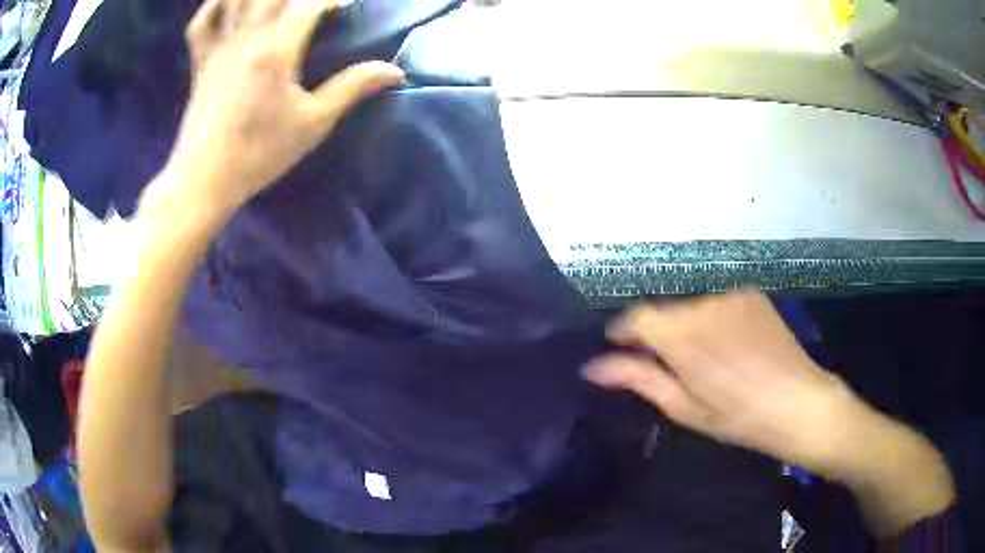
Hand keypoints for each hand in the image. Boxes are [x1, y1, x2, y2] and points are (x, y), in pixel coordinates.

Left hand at [163, 0, 403, 217]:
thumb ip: (352, 88)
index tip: (344, 8)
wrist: (204, 179)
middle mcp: (247, 36)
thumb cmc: (259, 153)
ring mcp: (219, 46)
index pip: (309, 3)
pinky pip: (202, 20)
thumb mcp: (313, 123)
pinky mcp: (200, 60)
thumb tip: (395, 70)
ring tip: (277, 4)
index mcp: (277, 49)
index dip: (332, 0)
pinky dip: (216, 5)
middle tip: (309, 5)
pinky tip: (231, 5)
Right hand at [585, 291, 955, 536]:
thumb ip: (640, 379)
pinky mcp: (750, 295)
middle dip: (657, 336)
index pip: (636, 317)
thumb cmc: (740, 417)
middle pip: (664, 311)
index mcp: (686, 335)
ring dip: (685, 329)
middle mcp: (707, 303)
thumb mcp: (686, 408)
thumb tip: (593, 367)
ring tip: (703, 362)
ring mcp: (732, 295)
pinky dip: (710, 321)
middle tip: (669, 369)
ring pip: (690, 307)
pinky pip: (715, 303)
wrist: (802, 403)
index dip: (623, 334)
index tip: (622, 354)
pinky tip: (727, 348)